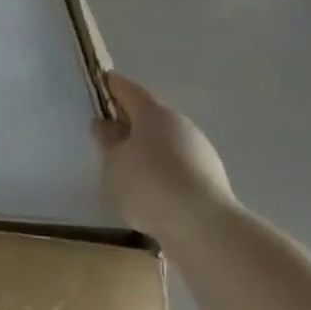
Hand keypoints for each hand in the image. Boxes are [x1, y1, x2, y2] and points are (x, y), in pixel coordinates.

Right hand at [91, 73, 236, 239]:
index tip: (100, 81)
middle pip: (150, 116)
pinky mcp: (210, 180)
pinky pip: (177, 165)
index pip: (129, 90)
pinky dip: (161, 169)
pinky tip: (148, 187)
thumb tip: (106, 124)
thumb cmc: (148, 183)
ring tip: (125, 164)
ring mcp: (201, 152)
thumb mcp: (113, 162)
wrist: (204, 228)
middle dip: (130, 120)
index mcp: (154, 113)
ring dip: (146, 147)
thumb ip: (107, 140)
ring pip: (166, 142)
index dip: (113, 85)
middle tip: (107, 128)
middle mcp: (181, 125)